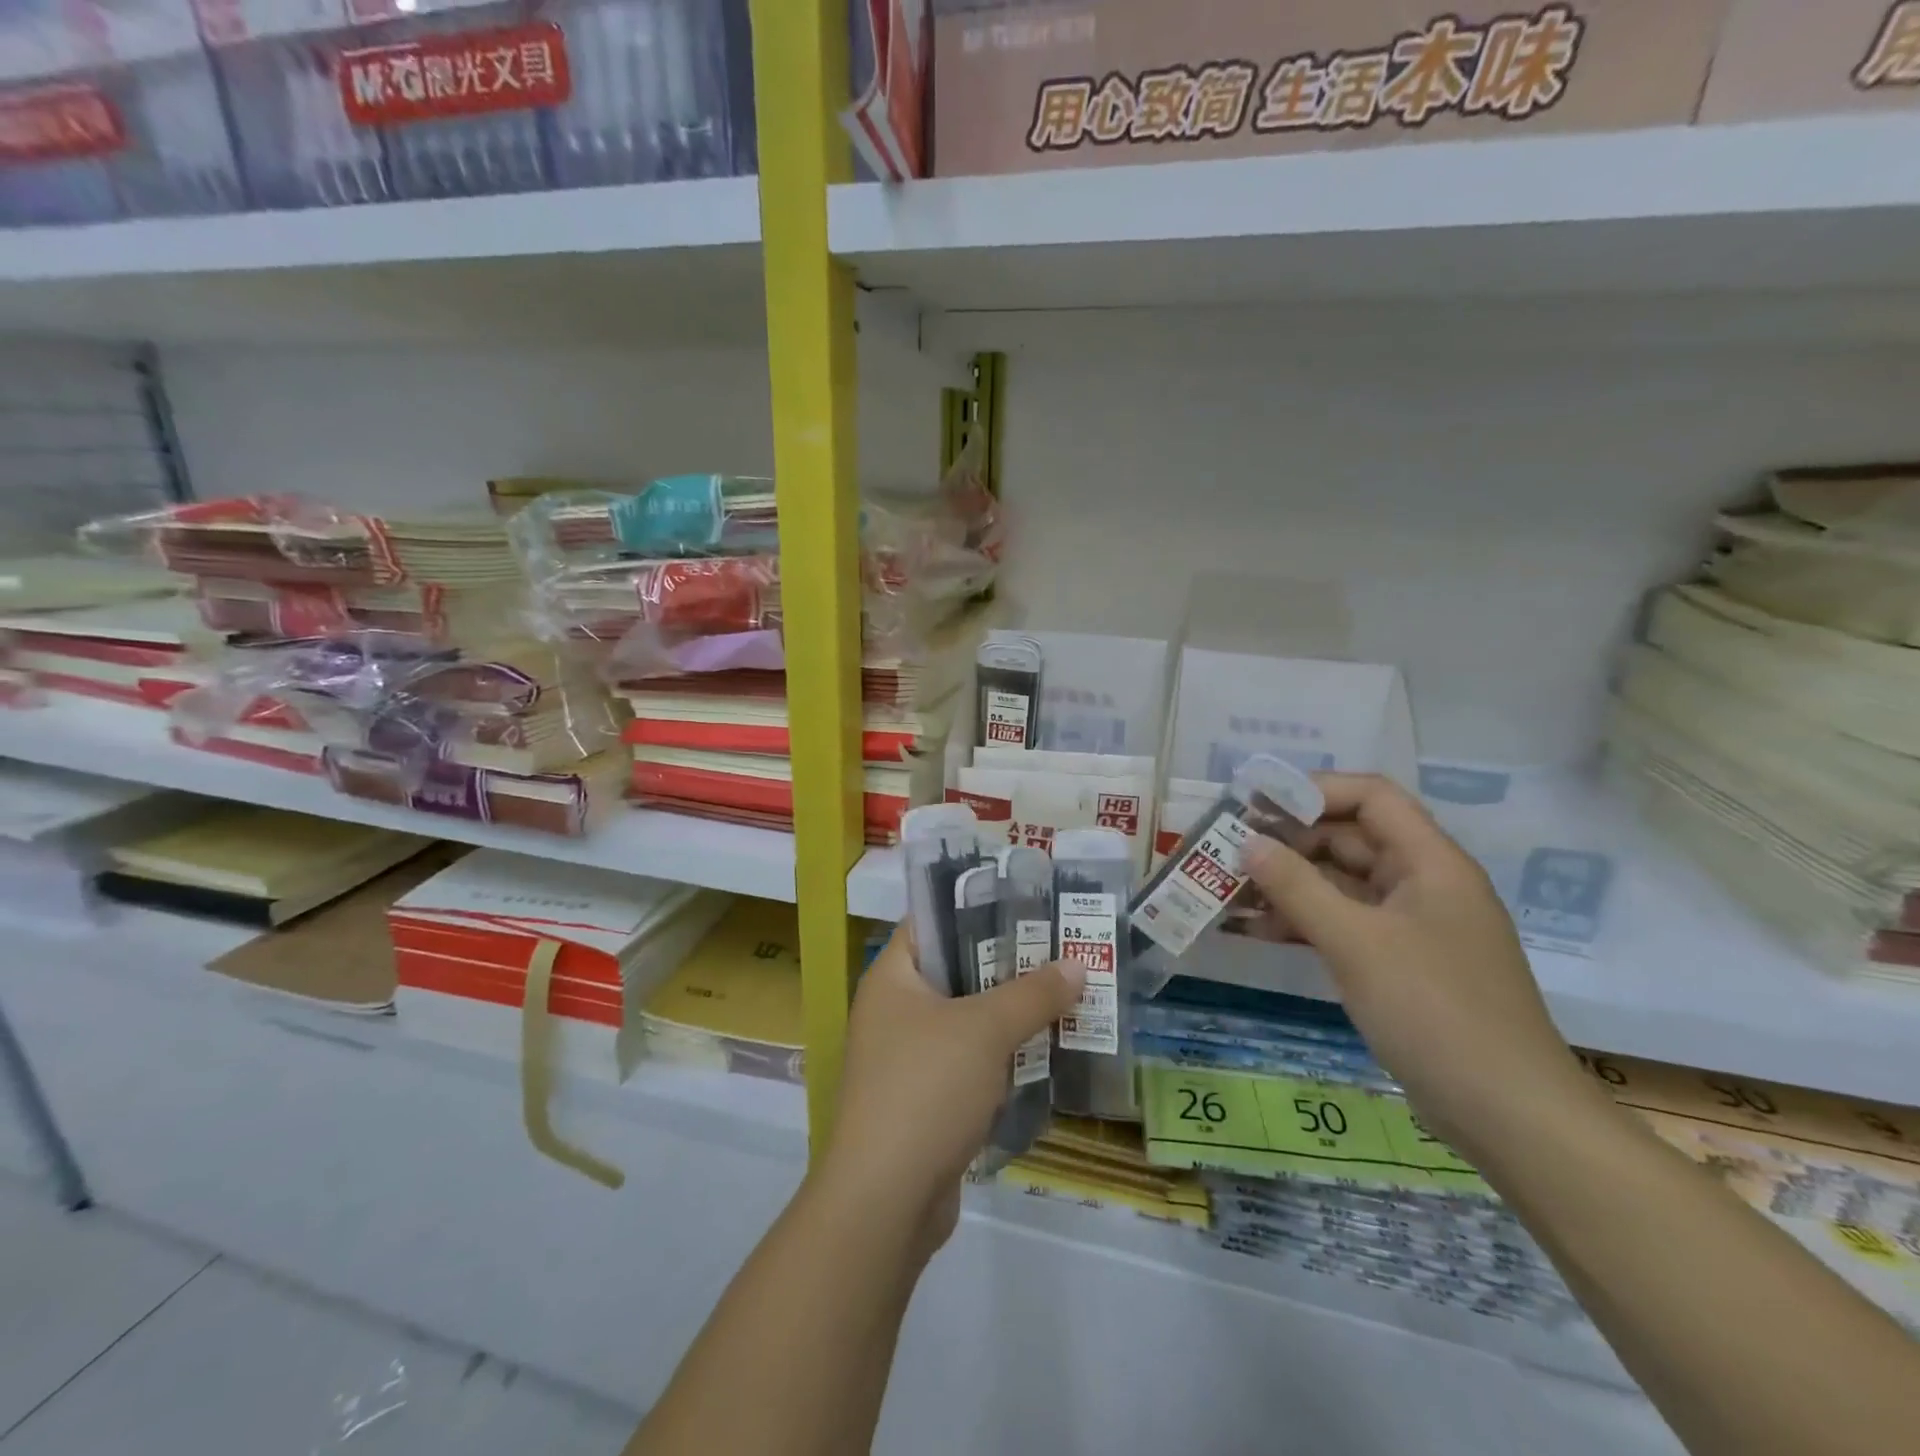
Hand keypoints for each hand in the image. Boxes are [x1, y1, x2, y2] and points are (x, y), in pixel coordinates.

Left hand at [816, 926, 1084, 1254]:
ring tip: (1066, 996)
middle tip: (1061, 951)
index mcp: (892, 978)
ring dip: (1012, 1015)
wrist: (885, 1201)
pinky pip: (970, 1063)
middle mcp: (894, 1011)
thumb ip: (1032, 994)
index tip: (1028, 905)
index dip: (977, 909)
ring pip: (968, 1021)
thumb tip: (1077, 965)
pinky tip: (1046, 1053)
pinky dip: (1003, 1057)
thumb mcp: (985, 1030)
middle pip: (957, 971)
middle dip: (1009, 965)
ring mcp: (907, 1058)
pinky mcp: (925, 1100)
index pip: (932, 922)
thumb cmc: (927, 1088)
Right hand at [1240, 773, 1588, 1155]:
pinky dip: (1305, 921)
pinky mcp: (1401, 964)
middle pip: (1350, 838)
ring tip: (1232, 892)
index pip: (1370, 797)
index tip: (1256, 805)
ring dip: (1290, 884)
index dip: (1313, 790)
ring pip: (1342, 884)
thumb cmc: (1436, 1012)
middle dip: (1290, 841)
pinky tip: (1260, 932)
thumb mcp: (1357, 943)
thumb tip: (1247, 843)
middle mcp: (1423, 884)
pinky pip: (1345, 923)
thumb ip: (1297, 887)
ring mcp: (1412, 926)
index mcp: (1430, 863)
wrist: (1509, 1116)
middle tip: (1230, 852)